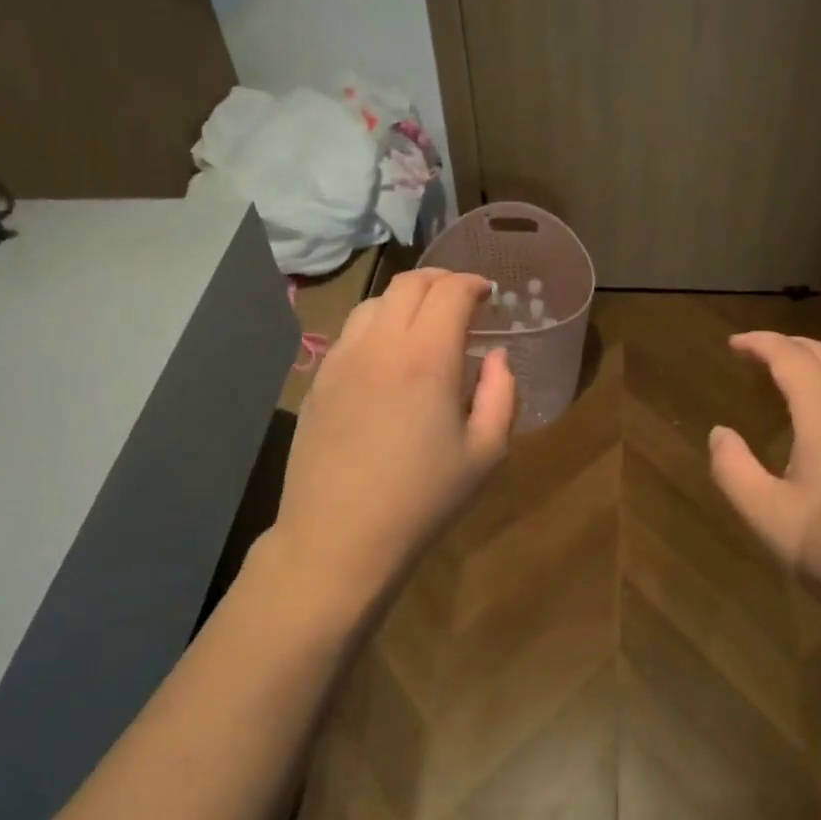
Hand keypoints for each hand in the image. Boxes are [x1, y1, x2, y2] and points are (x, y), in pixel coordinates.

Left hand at [269, 269, 514, 619]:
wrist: (338, 538)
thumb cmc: (422, 500)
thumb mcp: (485, 454)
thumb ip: (502, 394)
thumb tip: (496, 356)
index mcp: (426, 358)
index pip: (450, 292)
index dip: (473, 284)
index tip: (487, 294)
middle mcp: (379, 345)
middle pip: (408, 284)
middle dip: (441, 280)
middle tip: (461, 299)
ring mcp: (341, 359)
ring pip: (374, 302)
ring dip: (406, 299)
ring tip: (424, 324)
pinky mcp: (318, 379)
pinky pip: (350, 332)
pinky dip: (377, 324)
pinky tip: (388, 356)